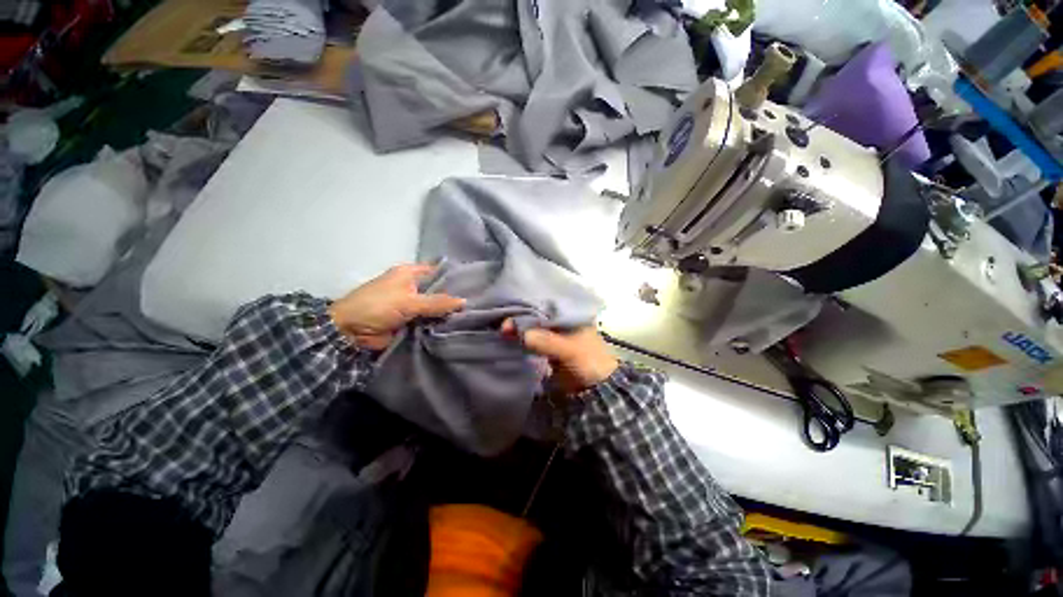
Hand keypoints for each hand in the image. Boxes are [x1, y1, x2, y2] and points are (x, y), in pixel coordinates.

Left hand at [329, 264, 464, 349]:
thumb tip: (464, 302)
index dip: (453, 275)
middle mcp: (412, 286)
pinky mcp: (410, 320)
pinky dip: (438, 322)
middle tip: (477, 301)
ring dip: (447, 311)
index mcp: (409, 273)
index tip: (473, 282)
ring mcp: (411, 304)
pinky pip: (428, 320)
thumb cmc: (377, 306)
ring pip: (434, 306)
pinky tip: (456, 325)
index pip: (436, 270)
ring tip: (472, 314)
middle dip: (453, 296)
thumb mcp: (409, 301)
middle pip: (437, 289)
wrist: (351, 331)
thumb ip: (437, 302)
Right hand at [501, 319, 618, 395]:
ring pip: (534, 327)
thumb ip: (547, 341)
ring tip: (503, 331)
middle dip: (521, 319)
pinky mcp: (549, 347)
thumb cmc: (589, 362)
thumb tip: (521, 333)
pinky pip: (533, 340)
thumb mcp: (570, 350)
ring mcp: (555, 333)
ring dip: (520, 329)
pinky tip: (510, 338)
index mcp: (571, 314)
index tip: (510, 315)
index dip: (528, 308)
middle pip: (537, 315)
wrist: (597, 388)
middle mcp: (562, 320)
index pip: (546, 304)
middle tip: (502, 325)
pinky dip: (522, 339)